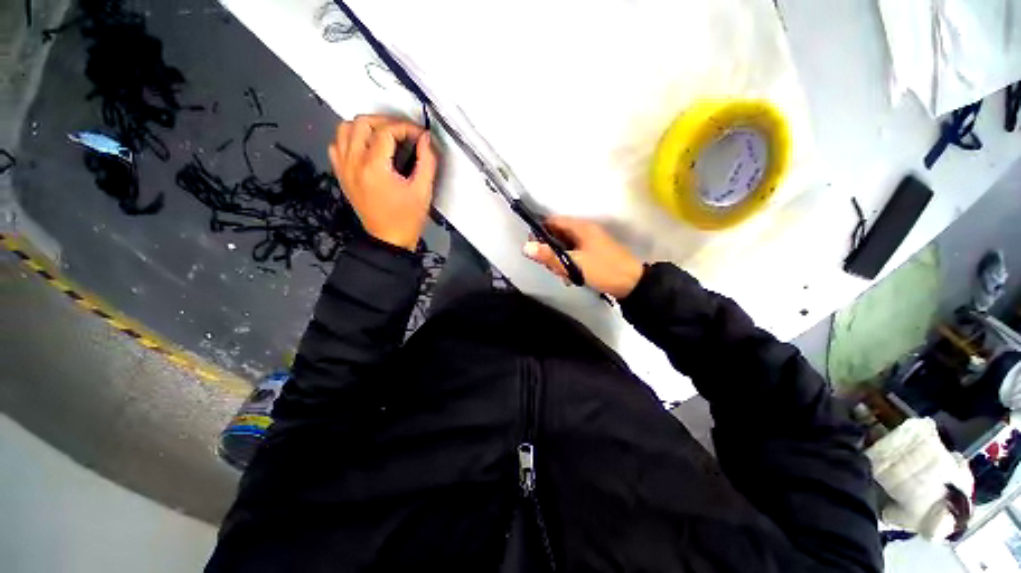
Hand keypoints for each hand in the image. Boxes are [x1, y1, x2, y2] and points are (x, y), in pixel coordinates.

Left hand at [329, 115, 437, 250]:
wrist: (389, 240)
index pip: (386, 131)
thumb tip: (426, 140)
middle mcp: (354, 164)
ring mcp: (344, 169)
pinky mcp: (342, 175)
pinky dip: (349, 139)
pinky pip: (337, 146)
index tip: (418, 135)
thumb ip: (427, 162)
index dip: (406, 128)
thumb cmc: (406, 220)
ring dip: (365, 127)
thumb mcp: (423, 191)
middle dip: (385, 122)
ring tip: (383, 135)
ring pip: (344, 129)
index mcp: (374, 168)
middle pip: (362, 123)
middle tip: (402, 132)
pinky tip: (365, 147)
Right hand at [523, 217, 643, 298]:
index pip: (553, 221)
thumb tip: (526, 247)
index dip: (540, 230)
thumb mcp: (574, 264)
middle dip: (549, 250)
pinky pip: (574, 254)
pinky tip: (569, 277)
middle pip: (557, 234)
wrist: (633, 284)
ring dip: (559, 259)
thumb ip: (550, 256)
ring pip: (565, 246)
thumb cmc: (603, 270)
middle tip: (549, 266)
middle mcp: (585, 231)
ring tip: (561, 274)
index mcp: (581, 228)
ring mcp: (589, 243)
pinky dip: (568, 264)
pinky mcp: (593, 254)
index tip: (533, 247)